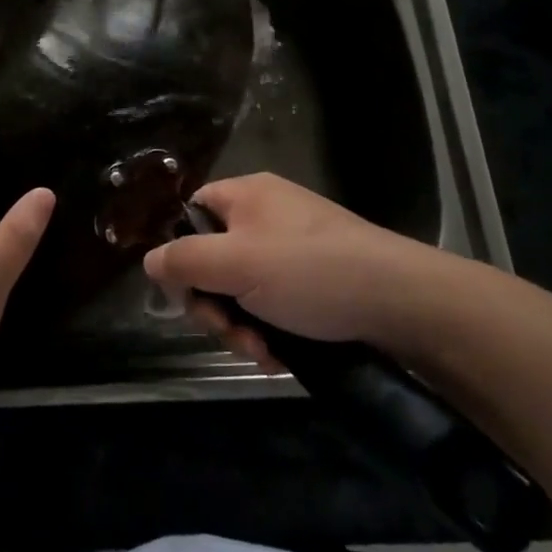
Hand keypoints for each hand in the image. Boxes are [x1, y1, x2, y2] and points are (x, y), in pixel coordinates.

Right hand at [142, 172, 484, 364]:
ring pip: (242, 290)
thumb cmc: (310, 271)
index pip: (192, 214)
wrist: (402, 301)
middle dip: (214, 304)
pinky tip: (280, 356)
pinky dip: (269, 331)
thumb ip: (183, 260)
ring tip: (262, 351)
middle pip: (213, 260)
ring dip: (241, 326)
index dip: (180, 253)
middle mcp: (267, 218)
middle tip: (230, 332)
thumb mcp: (236, 263)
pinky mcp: (314, 284)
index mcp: (246, 196)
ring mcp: (292, 252)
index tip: (186, 293)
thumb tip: (149, 261)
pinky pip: (272, 305)